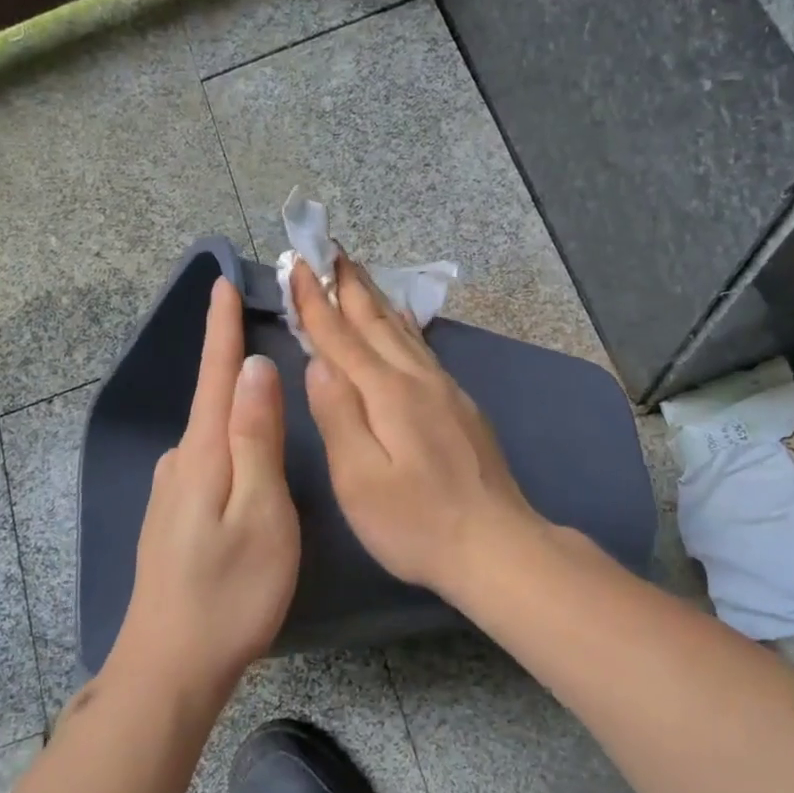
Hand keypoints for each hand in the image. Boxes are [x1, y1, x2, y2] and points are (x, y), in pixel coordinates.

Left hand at [108, 277, 299, 703]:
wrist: (171, 667)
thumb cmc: (230, 592)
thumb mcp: (260, 512)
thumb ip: (255, 438)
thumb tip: (252, 369)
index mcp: (202, 454)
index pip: (213, 374)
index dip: (219, 327)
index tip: (221, 282)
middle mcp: (180, 463)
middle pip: (211, 399)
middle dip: (230, 359)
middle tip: (258, 325)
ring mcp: (173, 493)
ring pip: (211, 433)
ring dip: (233, 403)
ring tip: (262, 384)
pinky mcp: (176, 518)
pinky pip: (209, 461)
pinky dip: (229, 441)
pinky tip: (245, 453)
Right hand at [293, 257, 541, 604]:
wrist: (496, 545)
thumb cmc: (416, 522)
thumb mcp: (360, 479)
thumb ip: (338, 416)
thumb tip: (318, 363)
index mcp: (387, 394)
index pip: (341, 337)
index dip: (316, 302)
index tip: (297, 264)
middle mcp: (418, 380)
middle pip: (376, 322)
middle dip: (349, 285)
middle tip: (330, 247)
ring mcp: (445, 391)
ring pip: (403, 331)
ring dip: (375, 299)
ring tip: (358, 273)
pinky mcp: (461, 407)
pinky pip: (422, 350)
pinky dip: (403, 326)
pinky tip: (402, 324)